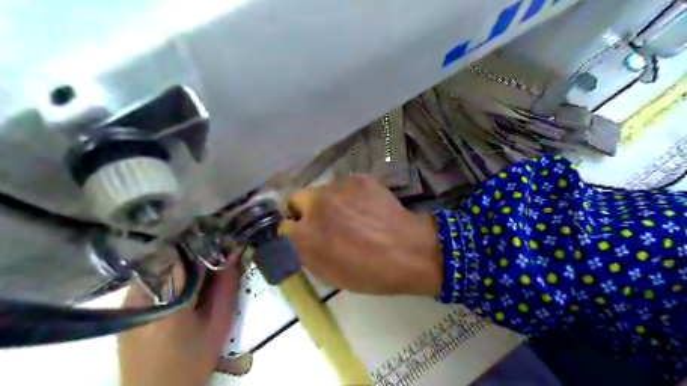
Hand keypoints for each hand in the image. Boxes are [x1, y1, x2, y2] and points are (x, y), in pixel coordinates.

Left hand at [116, 256, 238, 385]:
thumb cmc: (192, 362)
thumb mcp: (219, 325)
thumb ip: (227, 288)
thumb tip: (233, 255)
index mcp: (167, 302)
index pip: (187, 257)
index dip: (207, 246)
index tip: (223, 243)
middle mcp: (140, 295)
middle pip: (170, 258)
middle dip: (195, 253)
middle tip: (215, 256)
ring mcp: (127, 301)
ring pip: (159, 265)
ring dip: (182, 263)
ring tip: (200, 271)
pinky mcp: (124, 308)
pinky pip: (149, 277)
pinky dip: (168, 274)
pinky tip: (181, 285)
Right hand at [282, 173, 441, 295]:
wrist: (409, 251)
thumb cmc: (370, 272)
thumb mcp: (329, 274)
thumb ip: (305, 253)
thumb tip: (297, 239)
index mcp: (304, 234)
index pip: (283, 225)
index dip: (294, 231)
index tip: (305, 234)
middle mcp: (315, 205)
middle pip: (298, 199)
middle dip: (306, 209)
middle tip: (325, 220)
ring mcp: (338, 187)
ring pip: (323, 190)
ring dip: (329, 201)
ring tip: (352, 213)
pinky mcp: (358, 178)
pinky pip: (345, 184)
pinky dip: (351, 194)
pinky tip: (367, 206)